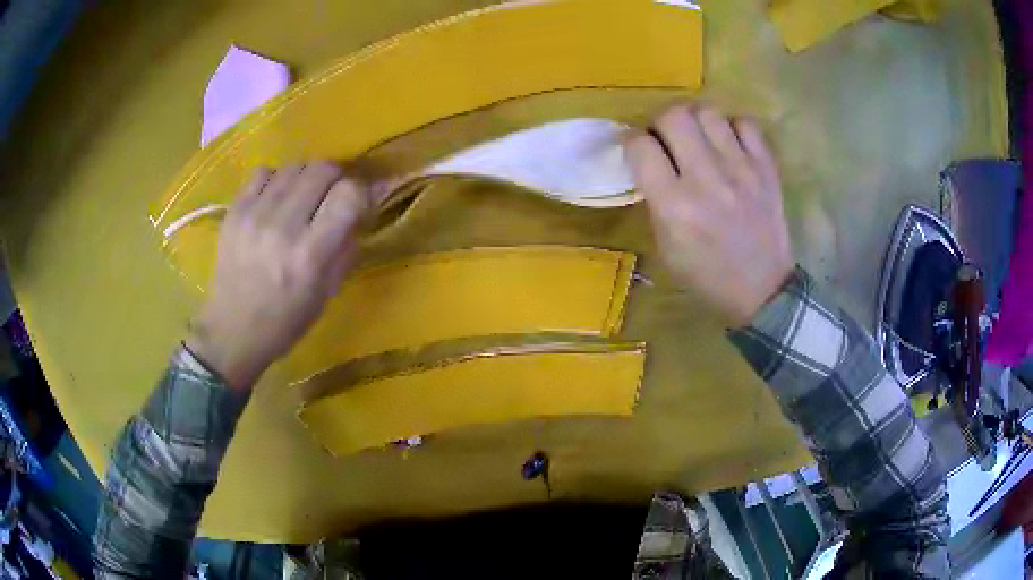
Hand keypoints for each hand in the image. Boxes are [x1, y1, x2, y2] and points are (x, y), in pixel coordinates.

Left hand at [186, 162, 371, 389]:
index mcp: (310, 255)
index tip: (358, 203)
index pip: (348, 194)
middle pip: (322, 169)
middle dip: (336, 177)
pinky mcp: (234, 211)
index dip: (360, 192)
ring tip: (303, 196)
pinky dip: (277, 179)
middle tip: (332, 195)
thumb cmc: (285, 321)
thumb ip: (346, 247)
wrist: (231, 331)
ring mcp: (255, 215)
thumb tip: (361, 209)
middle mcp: (283, 226)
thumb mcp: (327, 293)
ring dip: (307, 176)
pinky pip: (263, 172)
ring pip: (294, 166)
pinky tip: (275, 198)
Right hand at [625, 105, 793, 326]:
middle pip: (674, 116)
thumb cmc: (707, 276)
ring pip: (708, 112)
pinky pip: (745, 124)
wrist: (763, 290)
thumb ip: (656, 199)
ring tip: (699, 139)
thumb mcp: (666, 248)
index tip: (636, 147)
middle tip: (667, 139)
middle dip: (661, 122)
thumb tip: (649, 161)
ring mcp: (741, 170)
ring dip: (696, 121)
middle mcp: (706, 180)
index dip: (631, 141)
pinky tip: (729, 145)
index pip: (640, 146)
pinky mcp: (766, 168)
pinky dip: (732, 128)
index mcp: (675, 206)